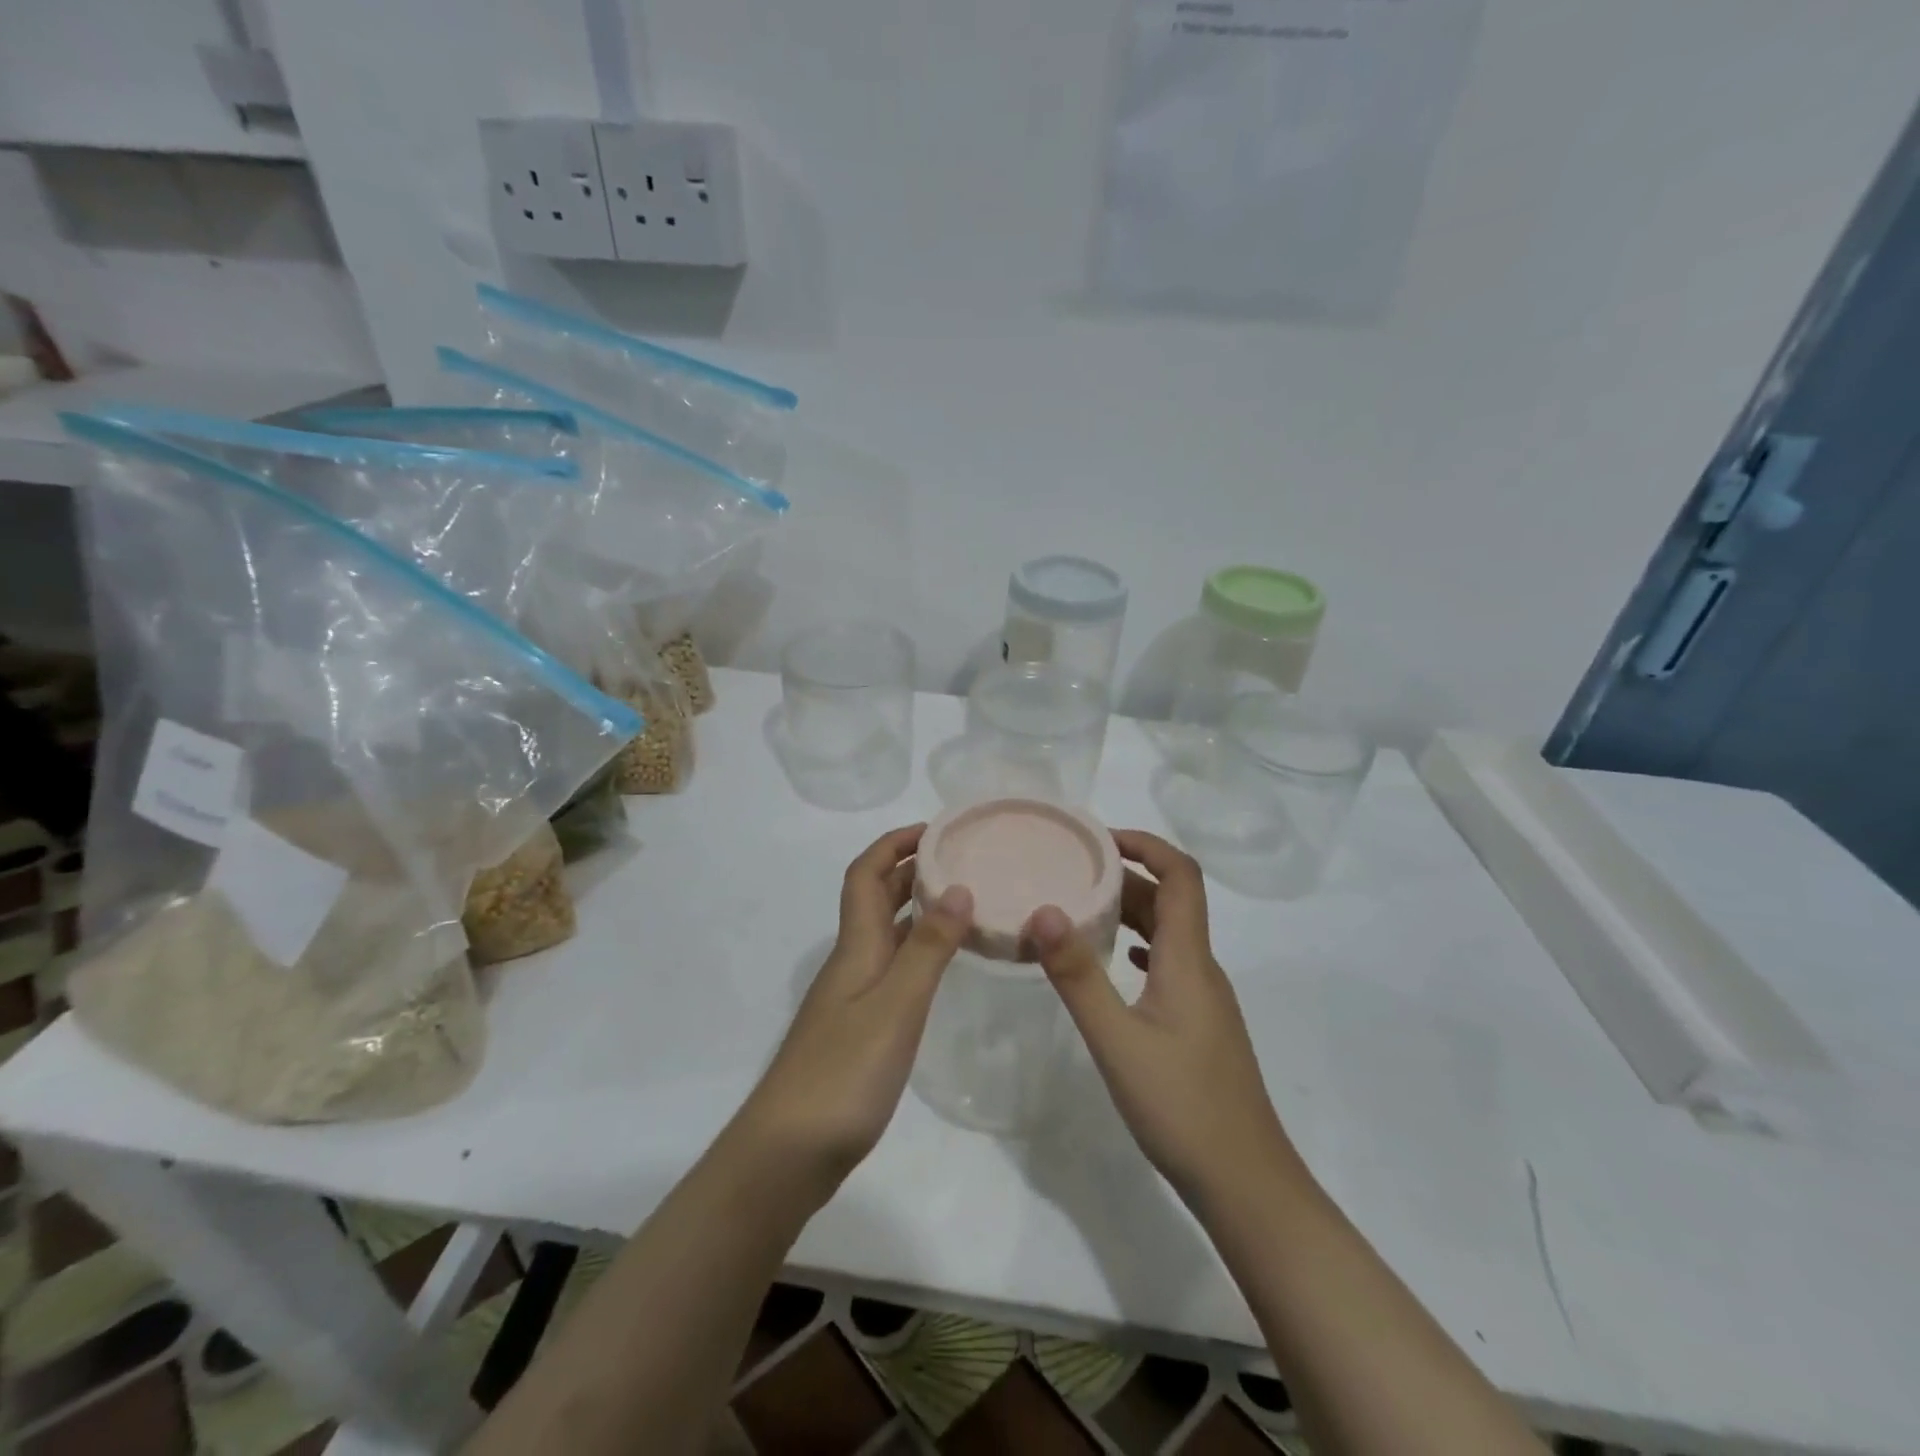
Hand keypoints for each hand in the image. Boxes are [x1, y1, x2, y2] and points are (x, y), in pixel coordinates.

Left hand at [737, 825, 972, 1195]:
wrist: (788, 1153)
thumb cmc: (844, 1074)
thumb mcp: (897, 1006)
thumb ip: (929, 948)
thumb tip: (957, 886)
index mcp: (856, 947)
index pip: (865, 874)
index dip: (893, 843)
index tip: (935, 829)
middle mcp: (852, 961)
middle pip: (876, 898)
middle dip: (911, 868)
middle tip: (961, 858)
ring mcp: (853, 997)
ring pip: (886, 933)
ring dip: (918, 908)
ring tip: (964, 900)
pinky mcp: (859, 1028)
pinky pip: (893, 967)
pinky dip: (919, 950)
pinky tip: (943, 964)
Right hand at [1025, 830, 1303, 1210]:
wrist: (1245, 1182)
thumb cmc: (1181, 1106)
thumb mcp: (1117, 1039)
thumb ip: (1078, 975)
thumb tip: (1043, 911)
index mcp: (1188, 959)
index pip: (1181, 875)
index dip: (1147, 844)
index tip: (1099, 837)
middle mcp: (1202, 968)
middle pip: (1170, 900)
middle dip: (1124, 876)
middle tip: (1070, 871)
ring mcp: (1204, 998)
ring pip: (1167, 934)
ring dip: (1128, 912)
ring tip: (1079, 908)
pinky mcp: (1199, 1024)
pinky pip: (1167, 963)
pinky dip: (1137, 946)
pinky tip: (1113, 961)